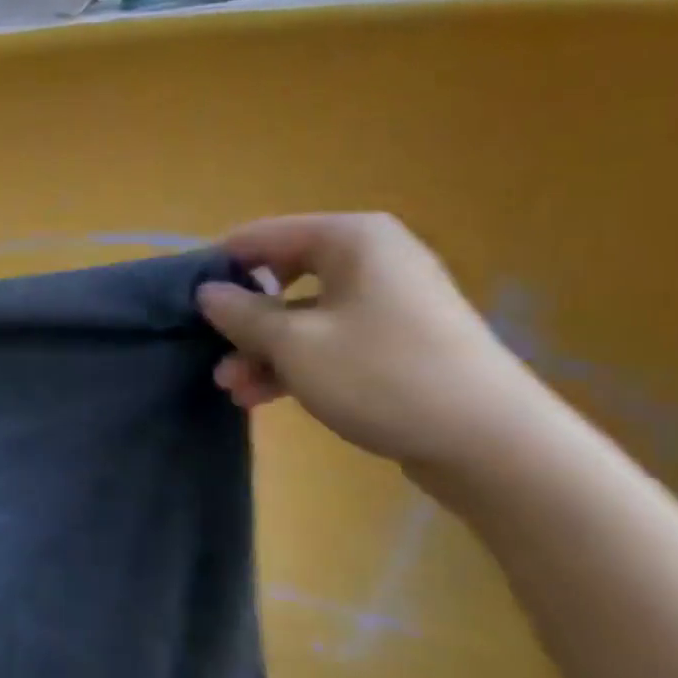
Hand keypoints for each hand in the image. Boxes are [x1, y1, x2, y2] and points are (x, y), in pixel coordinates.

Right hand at [197, 214, 542, 468]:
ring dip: (264, 350)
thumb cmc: (382, 375)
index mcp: (352, 239)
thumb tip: (208, 292)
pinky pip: (331, 339)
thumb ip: (242, 314)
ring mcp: (388, 301)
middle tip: (212, 353)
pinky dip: (297, 363)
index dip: (221, 267)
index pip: (264, 236)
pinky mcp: (397, 341)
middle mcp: (372, 259)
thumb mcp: (295, 344)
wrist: (490, 442)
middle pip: (283, 277)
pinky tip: (263, 397)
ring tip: (233, 388)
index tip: (187, 303)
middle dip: (244, 321)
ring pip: (304, 315)